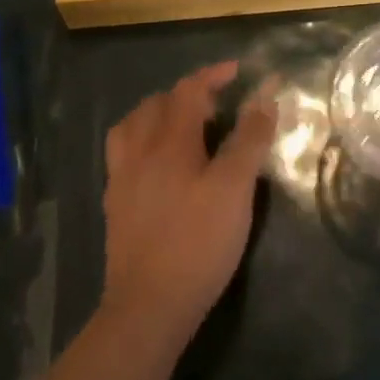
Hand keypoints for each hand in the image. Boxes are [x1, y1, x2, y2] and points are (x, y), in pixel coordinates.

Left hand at [101, 62, 274, 339]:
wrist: (148, 308)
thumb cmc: (198, 242)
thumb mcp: (235, 188)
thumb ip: (249, 139)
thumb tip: (265, 97)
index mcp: (169, 140)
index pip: (189, 90)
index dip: (213, 75)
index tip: (237, 71)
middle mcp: (139, 150)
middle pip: (157, 103)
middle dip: (187, 94)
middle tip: (216, 107)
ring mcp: (122, 178)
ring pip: (133, 126)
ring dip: (158, 114)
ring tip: (182, 126)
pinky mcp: (115, 206)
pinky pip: (124, 154)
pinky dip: (142, 143)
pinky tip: (158, 165)